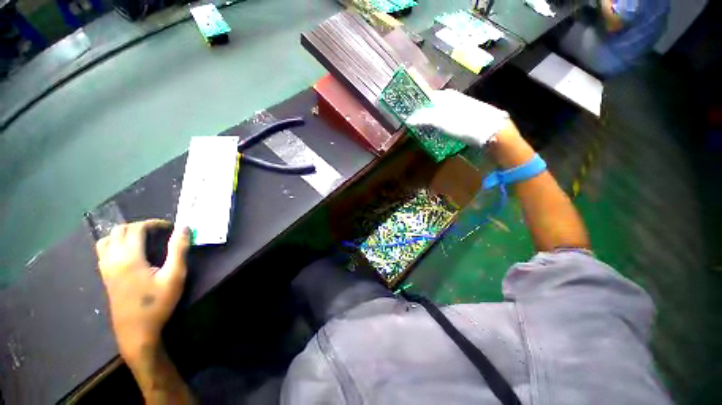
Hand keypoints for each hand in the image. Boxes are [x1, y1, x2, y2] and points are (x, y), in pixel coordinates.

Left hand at [96, 220, 189, 364]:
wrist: (136, 332)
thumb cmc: (157, 303)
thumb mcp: (174, 276)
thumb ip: (178, 249)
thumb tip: (183, 227)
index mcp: (129, 258)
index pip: (136, 229)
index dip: (154, 223)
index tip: (170, 227)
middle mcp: (112, 259)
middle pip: (119, 230)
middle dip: (140, 226)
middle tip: (158, 232)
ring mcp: (105, 269)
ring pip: (106, 239)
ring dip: (124, 234)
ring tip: (142, 239)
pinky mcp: (105, 277)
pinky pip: (103, 251)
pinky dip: (115, 244)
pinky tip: (129, 253)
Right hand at [406, 89, 510, 146]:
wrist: (490, 132)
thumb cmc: (464, 123)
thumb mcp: (441, 120)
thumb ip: (424, 118)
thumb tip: (408, 119)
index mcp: (446, 95)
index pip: (426, 97)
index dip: (416, 106)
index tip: (407, 115)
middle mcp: (452, 99)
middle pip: (432, 106)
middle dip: (422, 115)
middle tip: (412, 126)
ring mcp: (459, 108)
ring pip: (438, 113)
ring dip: (430, 121)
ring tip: (421, 131)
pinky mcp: (463, 118)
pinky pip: (445, 120)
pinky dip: (438, 126)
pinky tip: (435, 133)